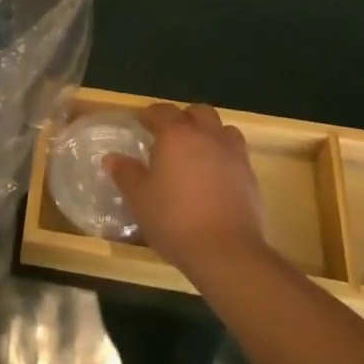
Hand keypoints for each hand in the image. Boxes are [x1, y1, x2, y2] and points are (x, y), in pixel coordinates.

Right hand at [107, 103, 268, 280]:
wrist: (227, 252)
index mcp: (176, 135)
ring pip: (223, 129)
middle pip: (198, 112)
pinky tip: (216, 178)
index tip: (142, 123)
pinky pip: (237, 155)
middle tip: (171, 136)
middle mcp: (207, 136)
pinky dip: (225, 158)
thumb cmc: (175, 220)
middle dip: (184, 118)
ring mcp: (233, 155)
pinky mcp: (251, 177)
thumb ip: (126, 174)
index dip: (150, 115)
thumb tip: (112, 158)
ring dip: (210, 134)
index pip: (162, 111)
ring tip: (198, 153)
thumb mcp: (140, 199)